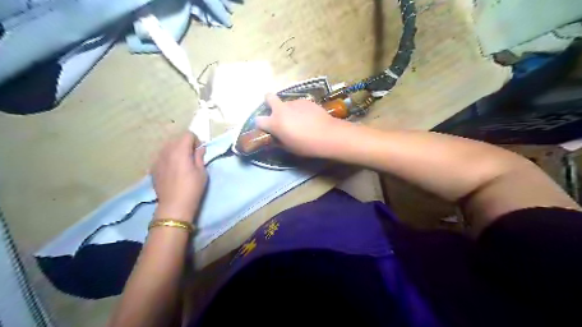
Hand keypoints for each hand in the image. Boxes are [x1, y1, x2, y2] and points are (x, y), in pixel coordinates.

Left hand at [150, 132, 207, 222]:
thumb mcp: (202, 172)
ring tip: (181, 164)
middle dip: (185, 144)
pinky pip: (162, 156)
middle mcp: (166, 151)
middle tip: (192, 157)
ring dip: (176, 151)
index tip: (199, 152)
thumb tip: (200, 148)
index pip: (188, 135)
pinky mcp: (153, 168)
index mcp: (180, 150)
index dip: (196, 141)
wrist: (174, 205)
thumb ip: (199, 157)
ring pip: (168, 147)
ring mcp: (157, 159)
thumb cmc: (192, 188)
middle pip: (177, 139)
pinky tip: (172, 171)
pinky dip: (168, 158)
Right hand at [256, 93, 344, 157]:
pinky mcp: (306, 100)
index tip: (266, 128)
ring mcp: (294, 102)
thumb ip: (279, 140)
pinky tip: (309, 118)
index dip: (261, 124)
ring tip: (300, 120)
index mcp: (274, 122)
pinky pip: (298, 104)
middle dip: (269, 102)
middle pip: (268, 97)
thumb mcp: (289, 147)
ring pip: (286, 102)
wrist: (328, 135)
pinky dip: (300, 110)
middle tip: (277, 113)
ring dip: (288, 109)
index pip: (258, 120)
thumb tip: (275, 137)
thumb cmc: (306, 145)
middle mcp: (281, 109)